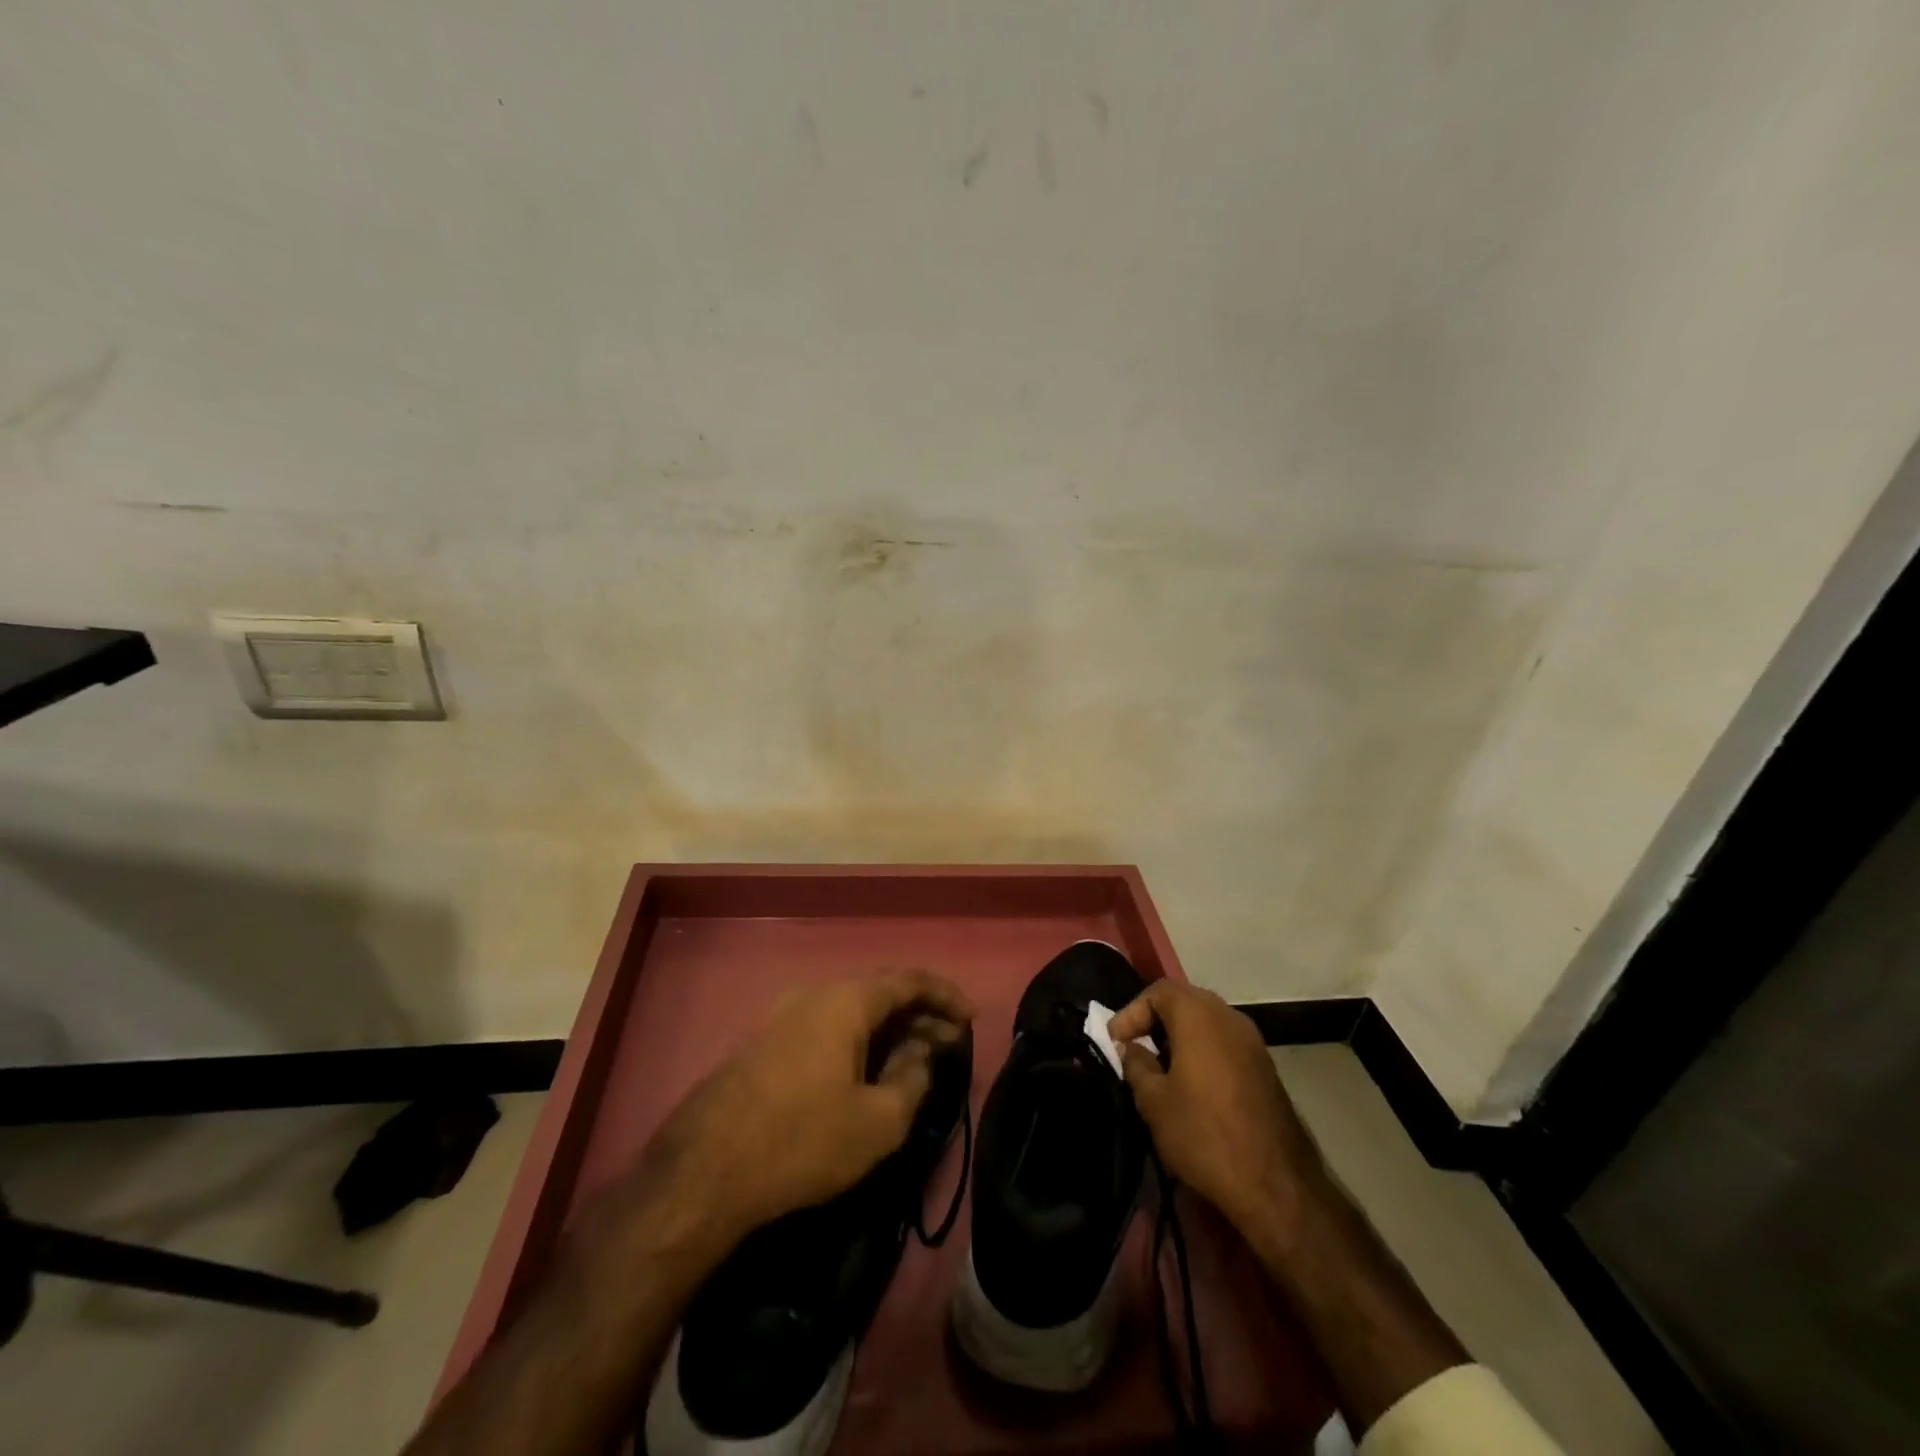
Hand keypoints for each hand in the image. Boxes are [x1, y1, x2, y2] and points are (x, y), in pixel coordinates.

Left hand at [638, 970, 974, 1239]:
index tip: (970, 1019)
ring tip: (912, 1059)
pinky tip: (864, 1072)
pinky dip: (856, 1041)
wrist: (702, 1172)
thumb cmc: (802, 1141)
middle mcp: (813, 994)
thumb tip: (921, 1051)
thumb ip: (912, 1077)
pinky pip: (825, 1028)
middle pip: (879, 992)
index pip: (908, 980)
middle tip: (947, 1044)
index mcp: (845, 1000)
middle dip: (919, 1014)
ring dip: (887, 1029)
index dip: (945, 995)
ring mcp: (782, 1017)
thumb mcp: (877, 1121)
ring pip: (850, 1011)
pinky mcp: (763, 1044)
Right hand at [1110, 980, 1323, 1234]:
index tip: (1115, 1043)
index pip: (1158, 991)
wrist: (1276, 1186)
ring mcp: (1253, 1041)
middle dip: (1154, 1020)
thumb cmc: (1205, 1135)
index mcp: (1199, 1016)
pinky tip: (1190, 1084)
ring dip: (1178, 1036)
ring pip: (1206, 1022)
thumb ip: (1136, 1065)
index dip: (1131, 1012)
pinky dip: (1202, 1050)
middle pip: (1184, 1001)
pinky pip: (1224, 1043)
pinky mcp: (1265, 1067)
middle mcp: (1229, 1017)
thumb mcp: (1154, 1102)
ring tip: (1159, 1068)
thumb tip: (1132, 1049)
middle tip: (1134, 1048)